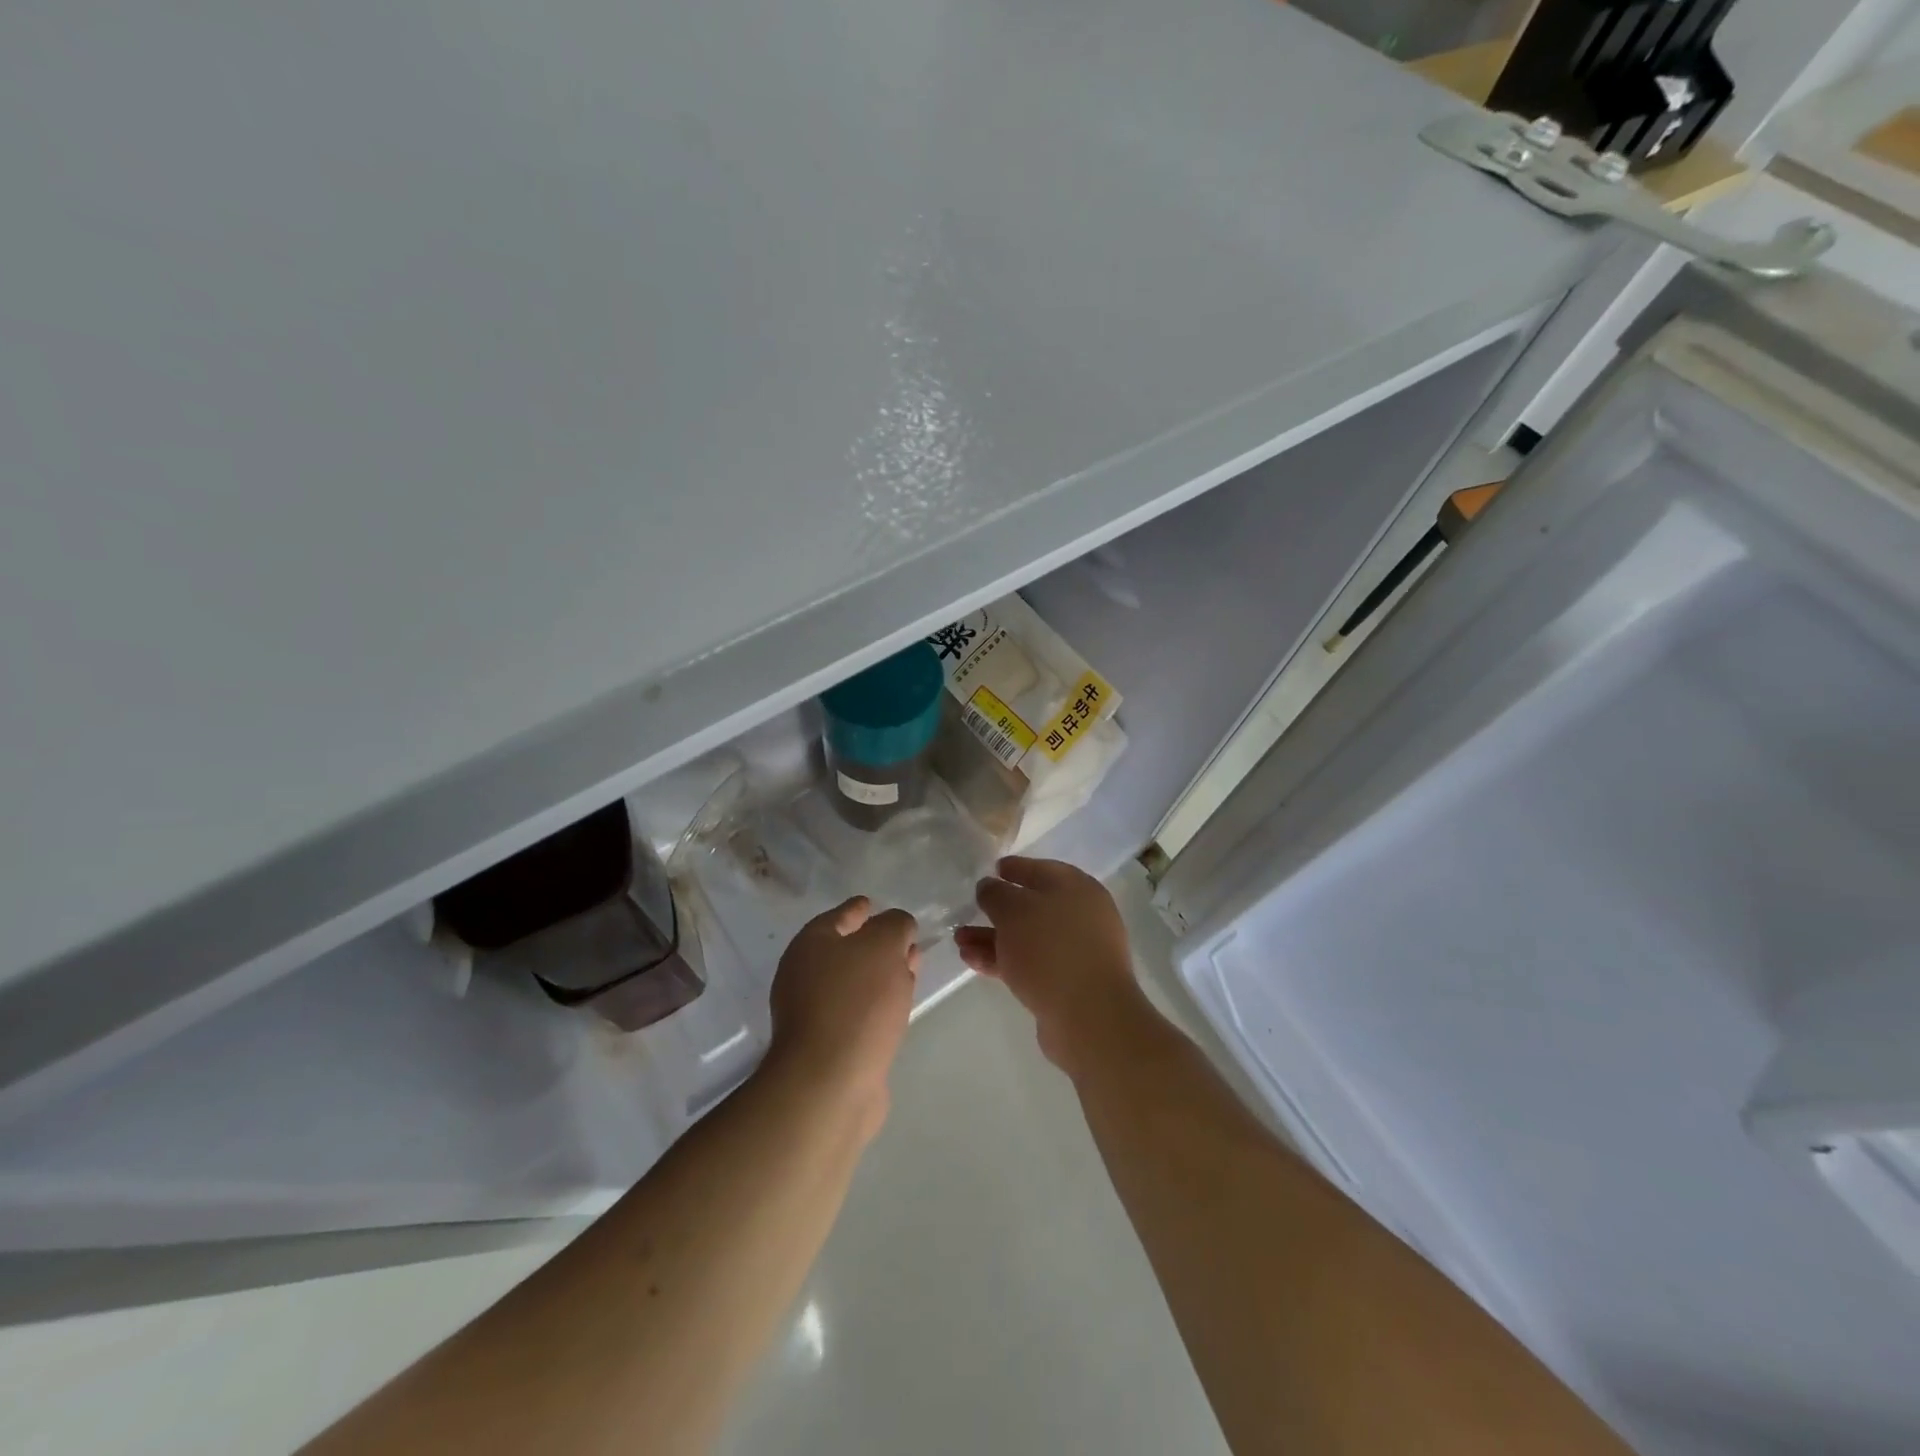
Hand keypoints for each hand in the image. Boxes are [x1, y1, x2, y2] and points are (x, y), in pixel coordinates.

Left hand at [767, 896, 918, 1137]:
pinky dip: (877, 1004)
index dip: (860, 908)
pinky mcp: (828, 1045)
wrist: (830, 1083)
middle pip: (846, 949)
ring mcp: (813, 1012)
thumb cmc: (857, 1003)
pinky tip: (897, 1008)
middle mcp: (804, 974)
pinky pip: (858, 1011)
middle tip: (906, 941)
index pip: (840, 915)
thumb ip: (895, 925)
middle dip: (877, 944)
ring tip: (910, 972)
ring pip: (855, 982)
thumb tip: (898, 928)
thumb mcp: (884, 946)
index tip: (875, 905)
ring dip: (882, 975)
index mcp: (811, 944)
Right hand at [956, 857, 1150, 1077]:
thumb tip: (989, 886)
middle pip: (1033, 907)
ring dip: (993, 938)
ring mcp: (1075, 951)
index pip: (1042, 869)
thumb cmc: (1051, 949)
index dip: (1015, 868)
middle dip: (997, 911)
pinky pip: (1030, 963)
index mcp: (1076, 888)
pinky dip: (1003, 960)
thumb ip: (996, 894)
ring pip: (1027, 938)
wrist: (1088, 1016)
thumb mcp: (1014, 911)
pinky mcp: (1067, 983)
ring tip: (960, 941)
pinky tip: (973, 962)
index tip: (992, 870)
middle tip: (969, 911)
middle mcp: (1081, 916)